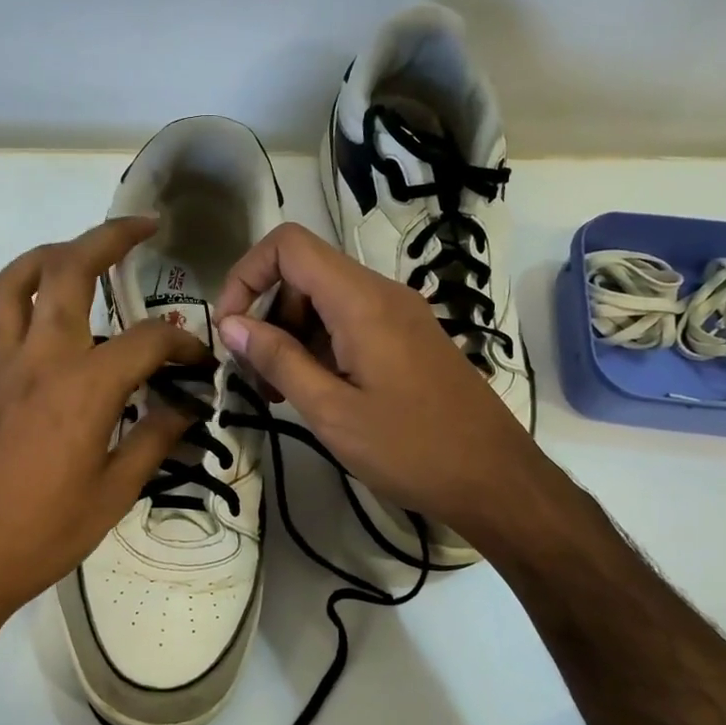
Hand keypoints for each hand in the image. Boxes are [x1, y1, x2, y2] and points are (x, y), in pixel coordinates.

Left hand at [0, 217, 207, 649]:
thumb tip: (185, 408)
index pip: (148, 339)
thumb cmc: (46, 534)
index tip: (199, 360)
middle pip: (67, 274)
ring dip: (39, 260)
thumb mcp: (117, 491)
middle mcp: (38, 361)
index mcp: (85, 387)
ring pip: (5, 289)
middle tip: (140, 228)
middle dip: (107, 239)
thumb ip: (155, 439)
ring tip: (68, 255)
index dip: (183, 342)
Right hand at [214, 222, 543, 541]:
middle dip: (267, 315)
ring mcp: (400, 315)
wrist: (495, 478)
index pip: (288, 246)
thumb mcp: (331, 410)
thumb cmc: (410, 448)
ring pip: (325, 301)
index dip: (246, 274)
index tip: (230, 328)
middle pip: (304, 274)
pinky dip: (320, 347)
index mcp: (361, 301)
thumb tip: (231, 324)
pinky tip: (316, 394)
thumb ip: (278, 360)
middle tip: (254, 376)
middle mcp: (382, 293)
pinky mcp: (409, 339)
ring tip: (280, 394)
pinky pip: (351, 323)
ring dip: (291, 336)